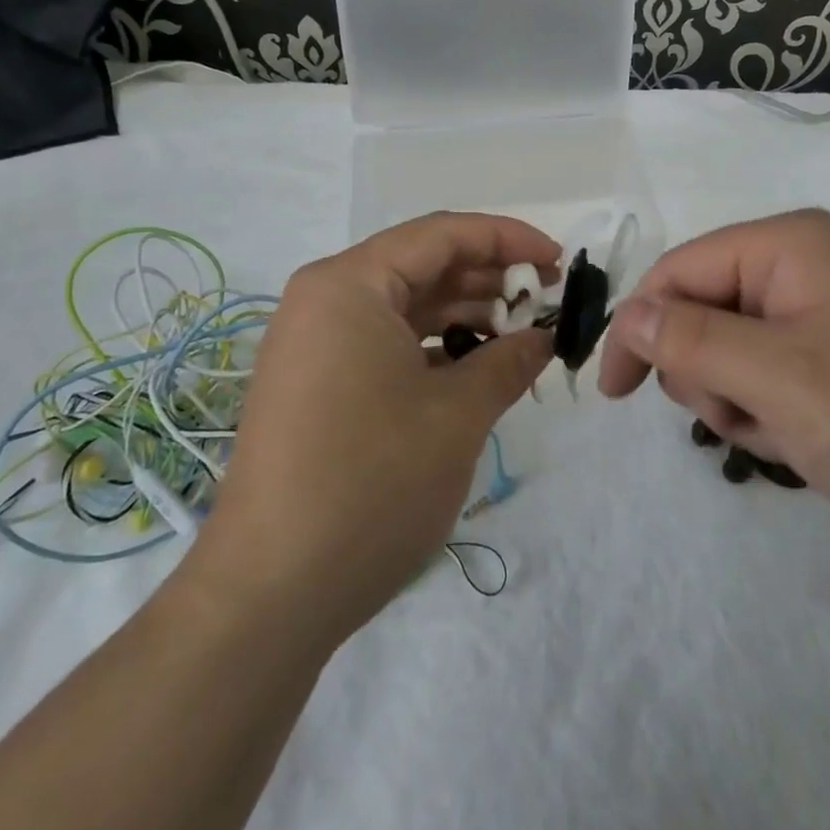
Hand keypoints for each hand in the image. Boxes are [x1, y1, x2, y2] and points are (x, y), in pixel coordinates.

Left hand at [188, 213, 558, 643]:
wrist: (271, 595)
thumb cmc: (371, 483)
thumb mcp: (457, 415)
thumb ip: (510, 360)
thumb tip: (546, 335)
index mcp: (350, 284)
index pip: (443, 234)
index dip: (508, 239)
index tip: (558, 263)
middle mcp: (327, 299)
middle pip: (424, 266)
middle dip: (489, 280)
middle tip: (546, 306)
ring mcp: (317, 343)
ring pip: (407, 306)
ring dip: (466, 316)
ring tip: (520, 341)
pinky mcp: (318, 383)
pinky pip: (387, 342)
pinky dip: (434, 349)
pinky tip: (476, 372)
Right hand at [597, 210, 829, 576]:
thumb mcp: (780, 379)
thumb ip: (691, 341)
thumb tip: (630, 313)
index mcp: (793, 245)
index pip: (681, 269)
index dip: (639, 325)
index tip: (614, 394)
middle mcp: (809, 268)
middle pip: (705, 310)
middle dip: (707, 373)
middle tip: (746, 415)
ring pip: (734, 353)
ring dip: (742, 402)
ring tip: (790, 436)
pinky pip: (774, 381)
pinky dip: (775, 418)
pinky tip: (814, 447)